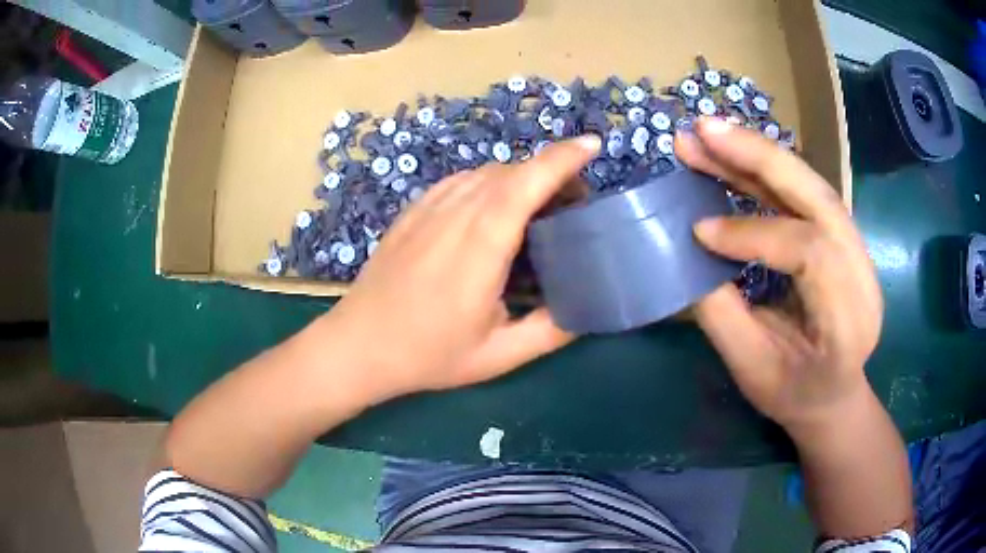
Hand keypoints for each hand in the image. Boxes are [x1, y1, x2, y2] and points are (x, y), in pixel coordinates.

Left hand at [326, 136, 601, 400]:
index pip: (526, 184)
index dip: (561, 159)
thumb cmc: (427, 354)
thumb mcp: (498, 356)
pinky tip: (494, 205)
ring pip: (484, 173)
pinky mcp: (412, 211)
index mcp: (480, 247)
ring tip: (540, 203)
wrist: (358, 345)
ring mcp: (428, 208)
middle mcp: (454, 215)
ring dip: (520, 177)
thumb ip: (550, 332)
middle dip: (550, 171)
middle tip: (575, 201)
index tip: (592, 146)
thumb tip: (588, 309)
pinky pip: (459, 181)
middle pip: (510, 172)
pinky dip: (489, 182)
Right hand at [675, 118, 882, 432]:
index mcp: (848, 321)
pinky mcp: (843, 236)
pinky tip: (733, 155)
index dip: (753, 233)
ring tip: (708, 134)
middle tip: (703, 130)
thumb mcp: (752, 369)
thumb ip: (723, 312)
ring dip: (757, 153)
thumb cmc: (794, 395)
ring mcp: (858, 249)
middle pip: (818, 197)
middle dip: (759, 157)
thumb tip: (687, 247)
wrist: (834, 397)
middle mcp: (863, 274)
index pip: (809, 254)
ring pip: (811, 185)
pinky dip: (766, 170)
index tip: (698, 230)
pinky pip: (805, 193)